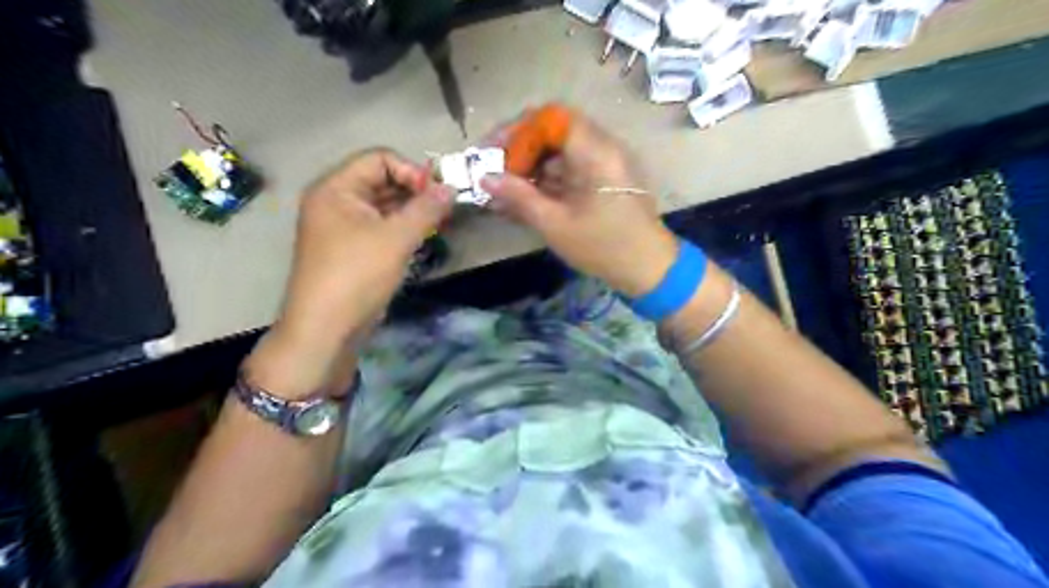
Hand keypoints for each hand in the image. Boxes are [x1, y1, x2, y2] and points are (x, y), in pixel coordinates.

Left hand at [277, 149, 451, 347]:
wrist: (326, 329)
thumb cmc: (357, 275)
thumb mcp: (396, 238)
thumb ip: (426, 209)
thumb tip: (451, 188)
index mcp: (336, 188)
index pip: (379, 159)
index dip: (411, 171)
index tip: (437, 194)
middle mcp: (336, 202)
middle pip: (382, 181)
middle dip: (415, 192)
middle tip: (445, 210)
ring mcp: (343, 227)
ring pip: (384, 206)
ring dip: (412, 211)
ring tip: (439, 224)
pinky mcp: (352, 249)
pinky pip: (381, 227)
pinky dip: (402, 229)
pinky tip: (423, 238)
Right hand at [478, 106, 675, 298]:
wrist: (649, 269)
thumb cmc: (604, 247)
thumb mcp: (555, 224)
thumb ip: (519, 197)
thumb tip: (484, 177)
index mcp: (595, 151)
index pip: (550, 117)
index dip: (517, 130)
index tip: (492, 152)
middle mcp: (603, 147)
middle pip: (554, 131)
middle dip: (520, 148)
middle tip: (495, 171)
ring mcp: (606, 163)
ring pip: (560, 150)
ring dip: (531, 165)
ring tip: (505, 189)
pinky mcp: (605, 179)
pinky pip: (571, 168)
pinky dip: (547, 179)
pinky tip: (527, 197)